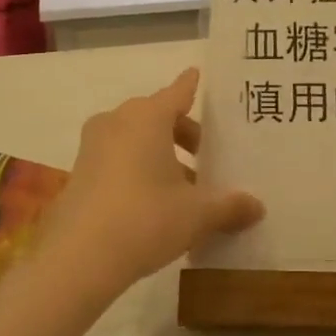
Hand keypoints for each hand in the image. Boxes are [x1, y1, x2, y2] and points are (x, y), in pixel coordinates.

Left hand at [38, 68, 263, 299]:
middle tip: (207, 155)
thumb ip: (229, 206)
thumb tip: (257, 207)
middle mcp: (117, 122)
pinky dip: (138, 169)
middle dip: (183, 133)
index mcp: (148, 117)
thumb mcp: (197, 214)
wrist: (77, 259)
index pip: (178, 92)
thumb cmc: (145, 219)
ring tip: (185, 187)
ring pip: (135, 139)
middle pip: (157, 116)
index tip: (199, 76)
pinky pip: (117, 159)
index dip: (192, 86)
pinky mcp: (79, 173)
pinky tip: (155, 203)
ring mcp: (93, 147)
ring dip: (160, 155)